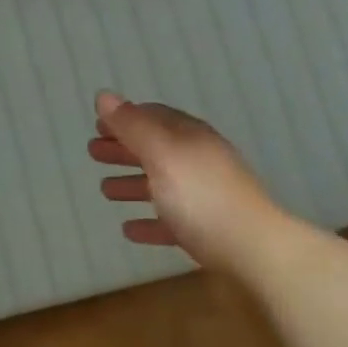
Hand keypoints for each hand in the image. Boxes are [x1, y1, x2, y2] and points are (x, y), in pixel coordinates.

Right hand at [87, 91, 275, 271]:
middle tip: (93, 153)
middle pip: (156, 149)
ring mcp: (205, 197)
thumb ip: (132, 126)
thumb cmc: (201, 197)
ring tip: (105, 190)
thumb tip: (104, 95)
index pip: (154, 117)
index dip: (124, 118)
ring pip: (162, 185)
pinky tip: (129, 230)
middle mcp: (199, 161)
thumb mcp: (162, 154)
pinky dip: (149, 221)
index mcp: (190, 138)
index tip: (98, 124)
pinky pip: (171, 221)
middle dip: (124, 149)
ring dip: (132, 184)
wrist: (254, 251)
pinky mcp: (207, 230)